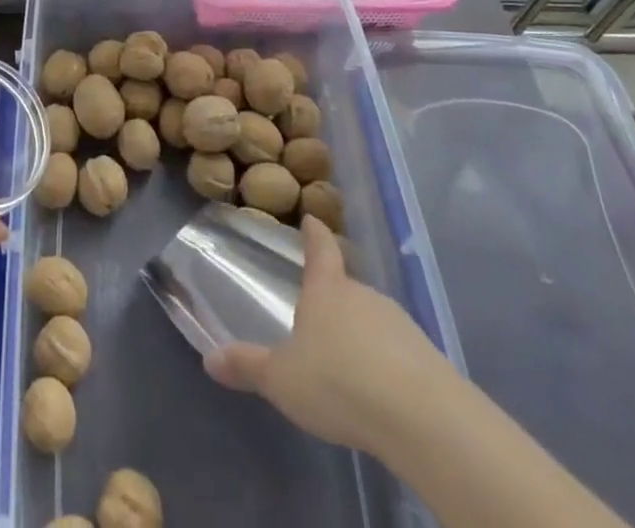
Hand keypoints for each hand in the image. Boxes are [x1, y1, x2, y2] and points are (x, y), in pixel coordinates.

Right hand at [205, 215, 451, 458]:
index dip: (314, 233)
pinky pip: (397, 350)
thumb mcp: (282, 379)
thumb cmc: (338, 381)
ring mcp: (399, 322)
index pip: (320, 248)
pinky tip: (378, 391)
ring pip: (372, 319)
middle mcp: (363, 294)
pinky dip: (386, 363)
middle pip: (346, 286)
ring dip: (361, 334)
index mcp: (327, 289)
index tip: (312, 219)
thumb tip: (209, 359)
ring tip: (347, 364)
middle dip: (334, 299)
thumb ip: (248, 366)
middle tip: (319, 318)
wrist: (420, 415)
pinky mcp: (425, 355)